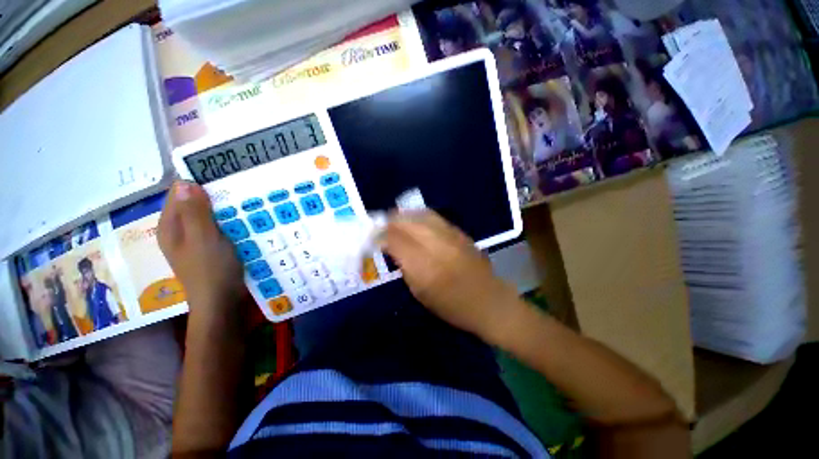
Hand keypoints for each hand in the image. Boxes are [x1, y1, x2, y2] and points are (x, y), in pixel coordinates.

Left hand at [158, 181, 245, 317]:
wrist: (222, 301)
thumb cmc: (211, 270)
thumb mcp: (203, 239)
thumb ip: (194, 213)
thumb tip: (186, 182)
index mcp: (171, 225)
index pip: (180, 192)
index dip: (201, 183)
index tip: (225, 178)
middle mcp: (180, 229)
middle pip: (196, 203)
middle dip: (216, 196)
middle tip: (241, 191)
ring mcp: (196, 239)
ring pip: (210, 215)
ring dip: (226, 209)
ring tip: (247, 203)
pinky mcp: (211, 247)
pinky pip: (219, 226)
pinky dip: (230, 221)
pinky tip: (246, 221)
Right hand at [380, 211, 523, 343]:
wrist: (490, 302)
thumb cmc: (453, 306)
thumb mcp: (421, 293)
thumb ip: (405, 267)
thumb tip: (391, 248)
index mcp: (425, 267)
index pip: (395, 240)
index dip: (380, 236)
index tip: (372, 238)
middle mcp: (437, 245)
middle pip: (407, 223)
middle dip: (389, 222)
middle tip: (380, 226)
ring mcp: (451, 236)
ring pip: (420, 215)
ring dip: (403, 215)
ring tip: (393, 219)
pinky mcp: (460, 232)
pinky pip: (434, 217)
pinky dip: (418, 216)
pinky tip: (413, 220)